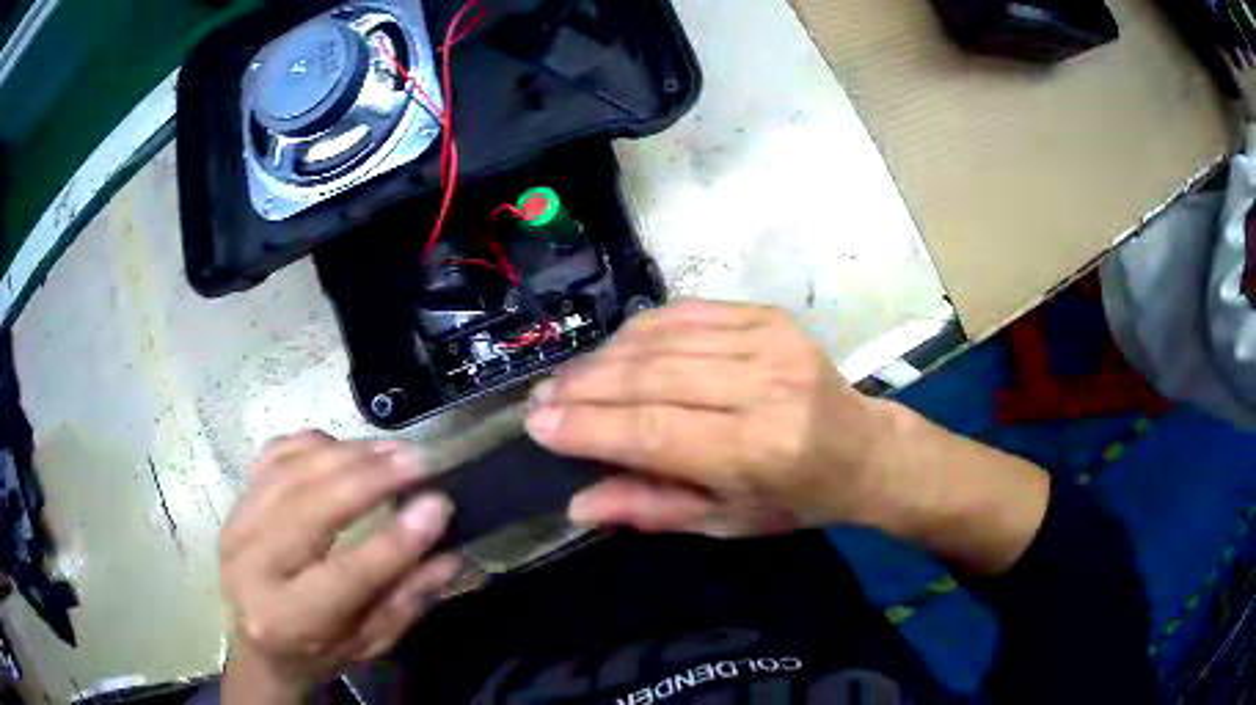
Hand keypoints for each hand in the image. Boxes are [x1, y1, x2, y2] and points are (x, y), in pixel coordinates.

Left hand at [219, 431, 460, 702]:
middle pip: (314, 507)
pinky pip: (276, 453)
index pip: (349, 573)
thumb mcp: (368, 645)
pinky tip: (347, 449)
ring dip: (349, 453)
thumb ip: (406, 601)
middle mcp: (254, 566)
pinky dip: (315, 444)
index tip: (439, 504)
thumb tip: (450, 554)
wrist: (254, 644)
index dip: (396, 539)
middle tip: (420, 460)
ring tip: (394, 450)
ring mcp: (239, 524)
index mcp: (289, 619)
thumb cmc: (317, 653)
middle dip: (372, 478)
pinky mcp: (237, 499)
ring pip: (295, 470)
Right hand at [524, 300, 902, 536]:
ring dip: (605, 357)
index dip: (589, 427)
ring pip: (664, 339)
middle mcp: (767, 388)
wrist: (863, 448)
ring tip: (569, 377)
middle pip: (654, 377)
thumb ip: (653, 509)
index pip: (656, 433)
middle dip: (585, 387)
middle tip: (542, 398)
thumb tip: (579, 503)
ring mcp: (772, 342)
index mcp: (761, 451)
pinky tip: (617, 349)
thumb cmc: (796, 498)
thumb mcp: (727, 522)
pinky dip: (642, 330)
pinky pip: (688, 313)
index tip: (537, 424)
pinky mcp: (769, 316)